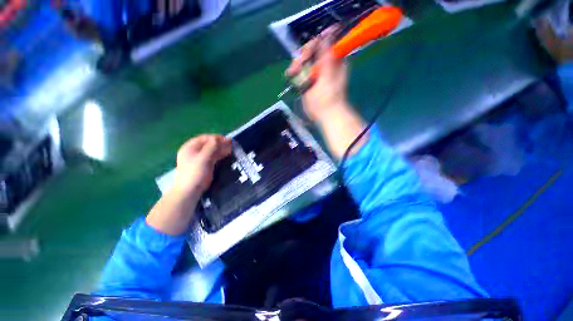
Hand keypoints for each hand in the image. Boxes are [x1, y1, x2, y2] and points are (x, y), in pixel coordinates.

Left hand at [173, 134, 231, 194]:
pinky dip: (220, 154)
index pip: (204, 138)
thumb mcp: (203, 158)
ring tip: (231, 148)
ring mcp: (200, 158)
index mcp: (190, 147)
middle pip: (208, 144)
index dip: (215, 137)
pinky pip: (213, 157)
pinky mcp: (205, 165)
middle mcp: (194, 151)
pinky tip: (227, 154)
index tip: (226, 139)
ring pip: (212, 150)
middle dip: (220, 143)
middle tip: (231, 144)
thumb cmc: (195, 172)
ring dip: (221, 149)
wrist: (190, 190)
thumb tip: (218, 139)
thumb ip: (211, 147)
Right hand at [286, 26, 348, 121]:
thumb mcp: (328, 78)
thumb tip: (327, 35)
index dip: (313, 45)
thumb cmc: (329, 99)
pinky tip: (291, 74)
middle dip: (303, 56)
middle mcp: (327, 62)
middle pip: (313, 50)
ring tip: (291, 72)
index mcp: (335, 59)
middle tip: (296, 67)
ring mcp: (318, 70)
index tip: (305, 55)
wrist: (326, 115)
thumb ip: (327, 58)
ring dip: (297, 64)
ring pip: (305, 59)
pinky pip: (302, 69)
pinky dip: (296, 71)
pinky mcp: (311, 78)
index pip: (324, 42)